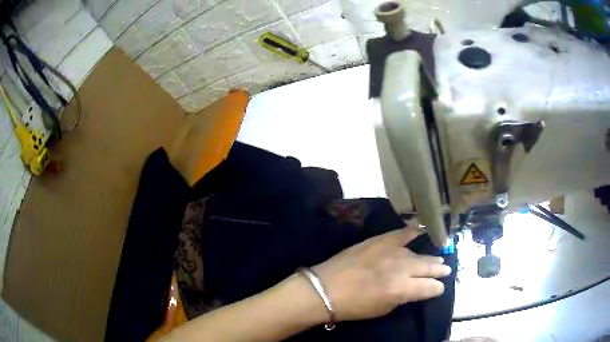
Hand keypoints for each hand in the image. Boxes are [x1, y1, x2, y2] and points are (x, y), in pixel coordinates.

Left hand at [312, 225, 451, 321]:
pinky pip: (402, 233)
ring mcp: (392, 251)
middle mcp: (402, 268)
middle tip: (445, 270)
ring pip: (418, 254)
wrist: (326, 288)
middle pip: (428, 267)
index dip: (436, 288)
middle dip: (439, 270)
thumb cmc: (354, 306)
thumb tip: (414, 289)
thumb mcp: (383, 309)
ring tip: (438, 259)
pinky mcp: (380, 240)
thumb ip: (403, 297)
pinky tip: (423, 227)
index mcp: (403, 289)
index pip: (431, 287)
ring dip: (430, 258)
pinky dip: (414, 230)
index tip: (438, 288)